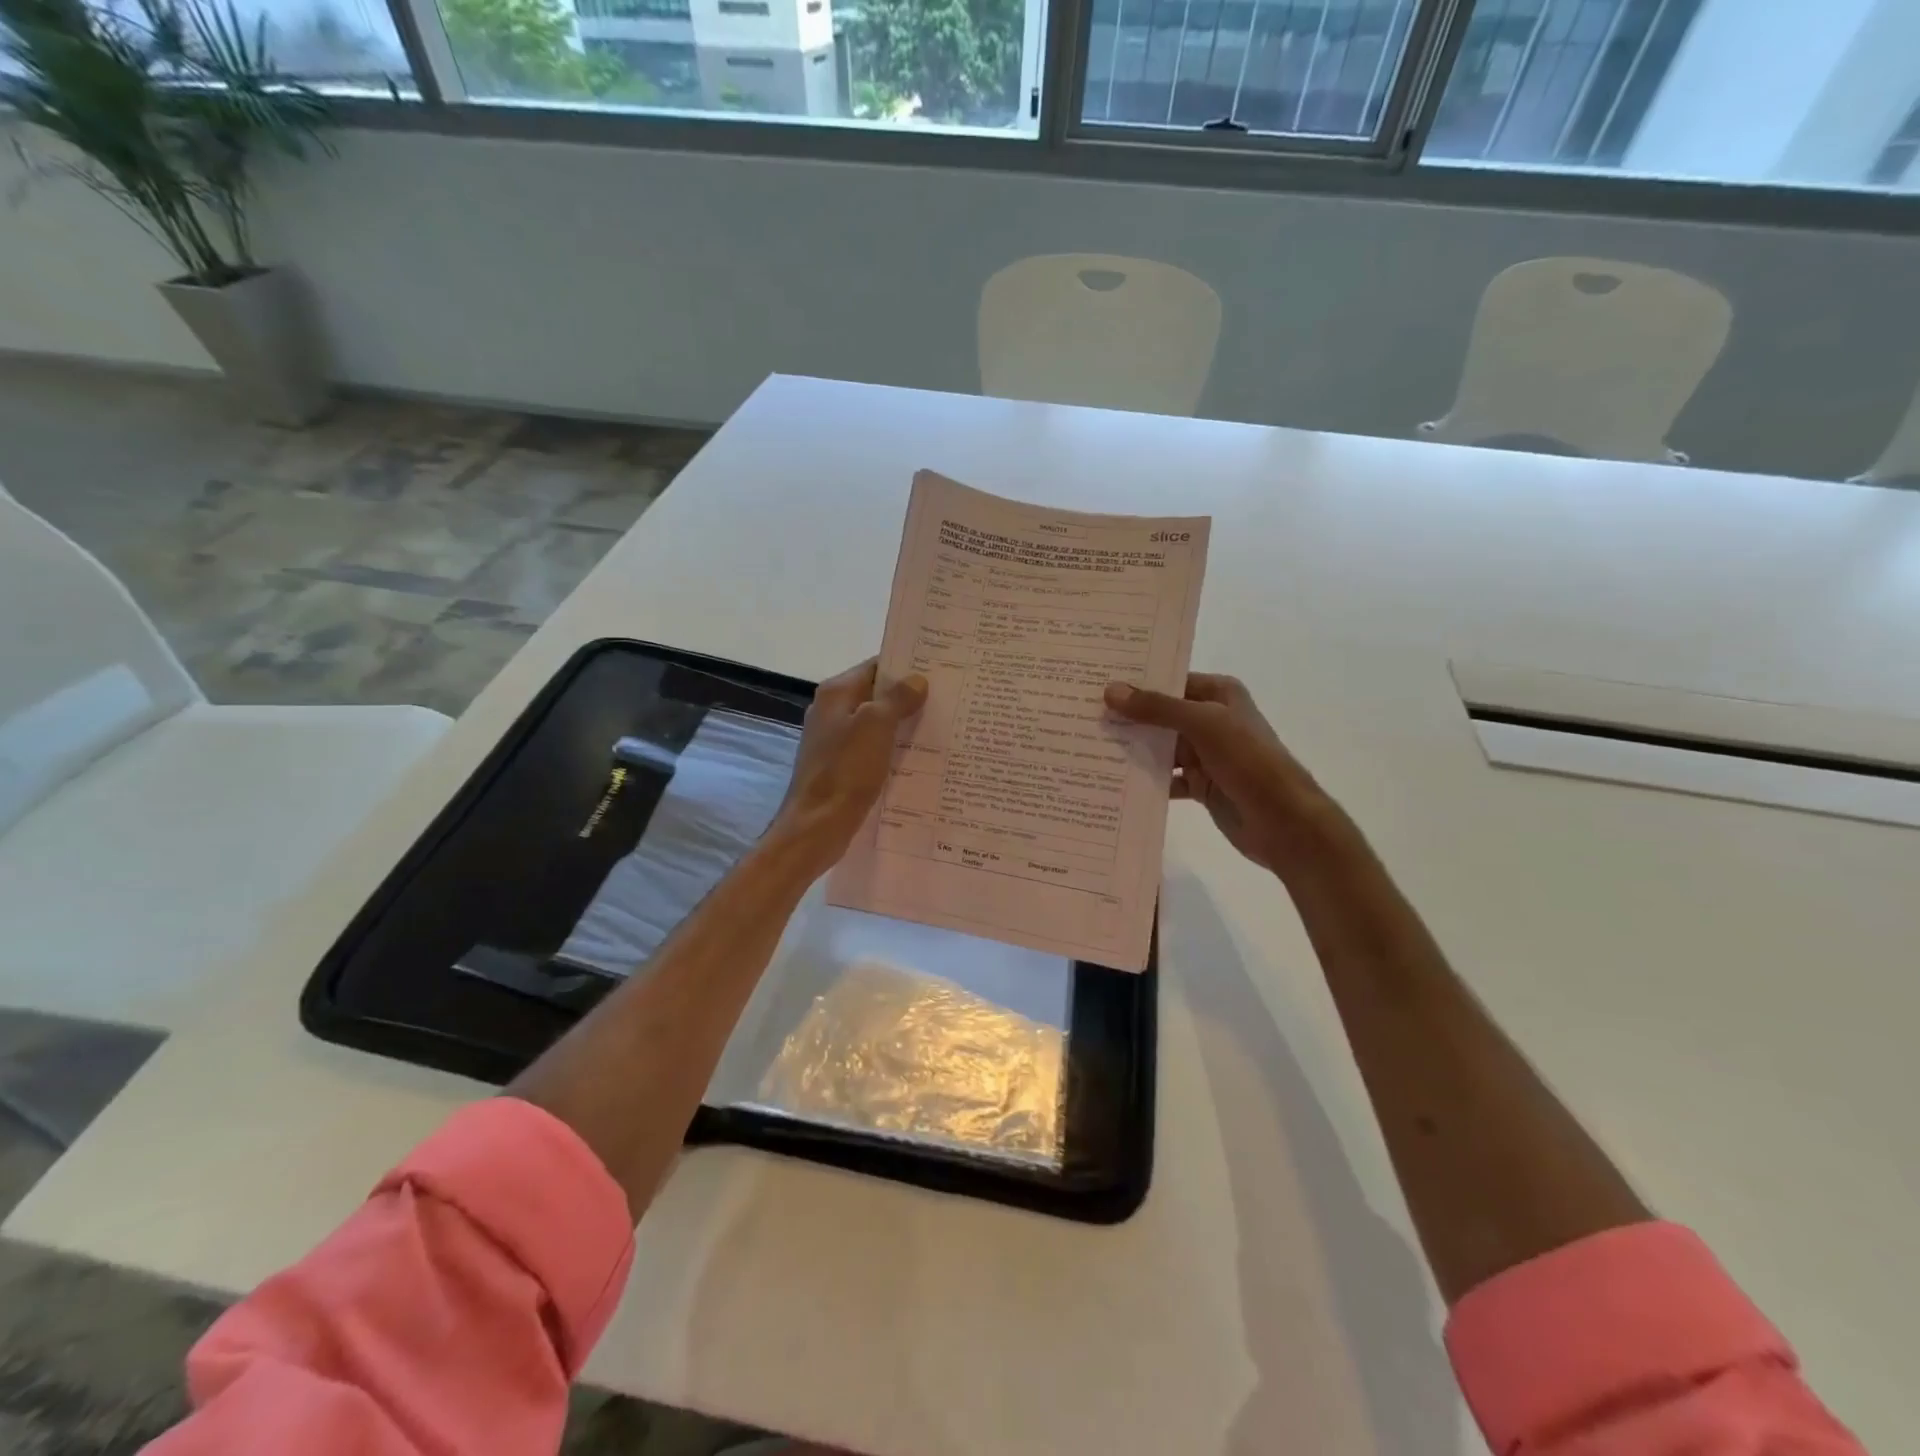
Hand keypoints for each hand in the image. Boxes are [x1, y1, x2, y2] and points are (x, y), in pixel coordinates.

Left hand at [769, 657, 927, 870]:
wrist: (817, 826)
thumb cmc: (846, 770)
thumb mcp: (876, 726)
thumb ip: (897, 698)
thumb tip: (916, 679)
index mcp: (836, 693)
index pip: (876, 666)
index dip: (906, 666)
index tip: (939, 669)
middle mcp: (832, 710)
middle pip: (876, 694)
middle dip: (908, 696)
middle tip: (948, 698)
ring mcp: (834, 740)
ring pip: (875, 723)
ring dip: (903, 724)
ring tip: (941, 725)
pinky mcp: (840, 766)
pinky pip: (872, 748)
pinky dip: (892, 748)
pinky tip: (918, 757)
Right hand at [1104, 673, 1337, 875]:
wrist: (1284, 823)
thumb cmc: (1249, 761)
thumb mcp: (1203, 725)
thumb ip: (1157, 708)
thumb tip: (1110, 690)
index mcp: (1218, 694)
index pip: (1169, 681)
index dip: (1135, 682)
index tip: (1094, 683)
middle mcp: (1211, 719)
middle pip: (1161, 714)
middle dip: (1127, 718)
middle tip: (1081, 715)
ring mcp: (1205, 754)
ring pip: (1160, 747)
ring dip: (1132, 750)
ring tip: (1087, 747)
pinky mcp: (1200, 785)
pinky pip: (1165, 778)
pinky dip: (1144, 780)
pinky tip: (1113, 782)